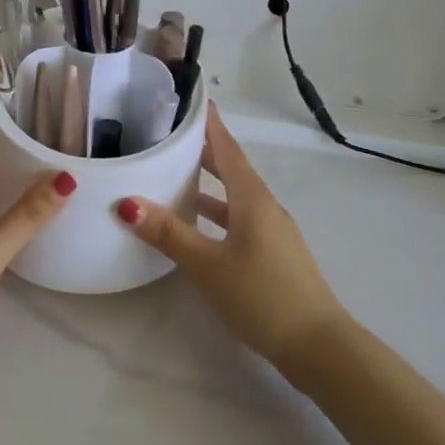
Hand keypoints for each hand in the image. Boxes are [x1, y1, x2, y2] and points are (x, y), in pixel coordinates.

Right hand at [117, 107, 348, 368]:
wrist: (317, 345)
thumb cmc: (262, 296)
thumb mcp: (209, 265)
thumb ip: (170, 234)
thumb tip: (128, 202)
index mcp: (252, 198)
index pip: (227, 148)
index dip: (209, 124)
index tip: (191, 100)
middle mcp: (264, 206)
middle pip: (232, 168)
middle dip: (204, 150)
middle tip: (171, 133)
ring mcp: (272, 230)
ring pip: (235, 196)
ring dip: (209, 183)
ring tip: (176, 174)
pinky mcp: (273, 253)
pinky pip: (240, 218)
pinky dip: (217, 212)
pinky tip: (199, 225)